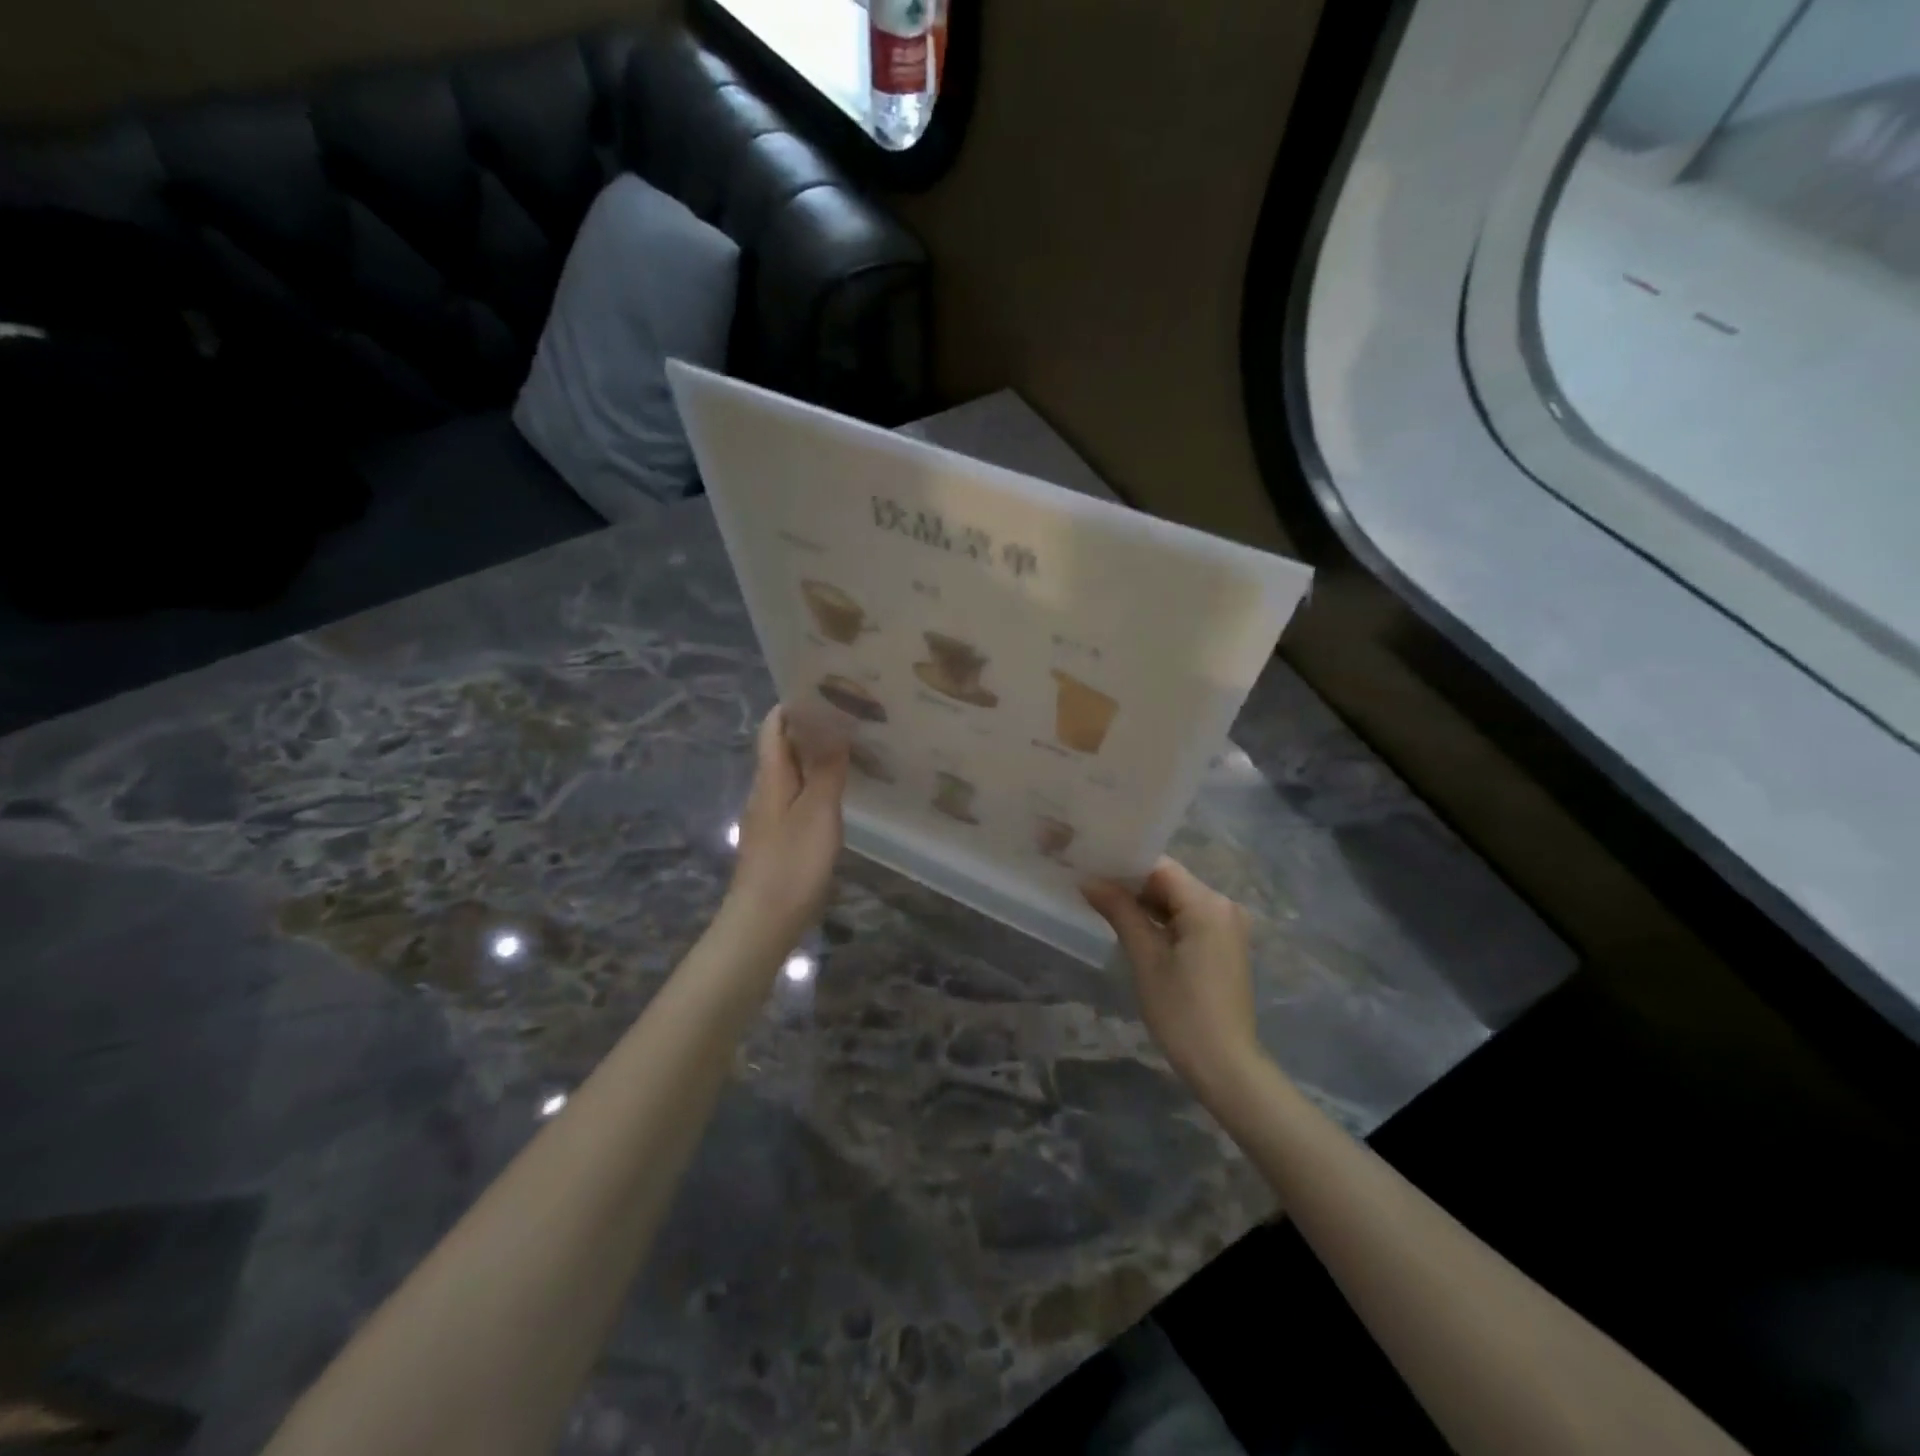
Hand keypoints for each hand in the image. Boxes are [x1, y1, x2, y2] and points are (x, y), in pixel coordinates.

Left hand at [723, 705, 850, 954]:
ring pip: (791, 774)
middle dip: (810, 728)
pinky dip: (816, 784)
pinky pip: (797, 797)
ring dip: (815, 757)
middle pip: (782, 748)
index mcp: (771, 777)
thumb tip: (834, 728)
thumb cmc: (792, 863)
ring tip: (851, 746)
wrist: (763, 921)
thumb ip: (827, 770)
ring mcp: (770, 816)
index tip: (825, 690)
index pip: (774, 727)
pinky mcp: (779, 838)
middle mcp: (766, 790)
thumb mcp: (818, 812)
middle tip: (849, 715)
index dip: (793, 705)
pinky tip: (839, 792)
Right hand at [1082, 858, 1262, 1099]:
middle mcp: (1224, 905)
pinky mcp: (1225, 943)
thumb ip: (1119, 911)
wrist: (1226, 1066)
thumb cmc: (1181, 1011)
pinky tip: (1133, 924)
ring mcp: (1228, 925)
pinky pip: (1189, 917)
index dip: (1123, 864)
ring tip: (1103, 901)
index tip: (1090, 865)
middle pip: (1170, 881)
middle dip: (1131, 883)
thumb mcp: (1145, 958)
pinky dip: (1162, 919)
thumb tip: (1089, 880)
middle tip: (1090, 883)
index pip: (1159, 867)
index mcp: (1208, 903)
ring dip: (1145, 902)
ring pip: (1178, 899)